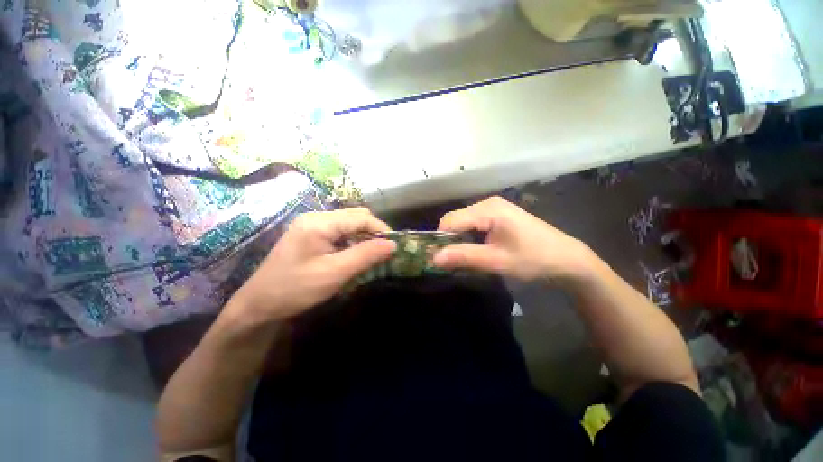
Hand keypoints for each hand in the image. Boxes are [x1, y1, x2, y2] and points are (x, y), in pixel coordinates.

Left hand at [227, 208, 395, 323]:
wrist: (258, 305)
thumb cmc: (295, 289)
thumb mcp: (335, 273)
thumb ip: (365, 256)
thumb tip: (393, 244)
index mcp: (320, 222)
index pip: (360, 217)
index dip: (381, 229)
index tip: (394, 246)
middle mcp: (316, 217)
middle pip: (355, 216)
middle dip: (373, 231)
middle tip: (384, 251)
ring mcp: (312, 224)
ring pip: (349, 223)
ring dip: (364, 236)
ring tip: (372, 254)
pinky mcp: (311, 234)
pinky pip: (340, 231)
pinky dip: (353, 240)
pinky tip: (355, 254)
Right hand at [433, 196, 596, 281]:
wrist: (566, 259)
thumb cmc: (533, 259)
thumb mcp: (496, 261)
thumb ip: (464, 257)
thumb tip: (434, 258)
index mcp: (488, 209)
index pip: (450, 221)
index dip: (440, 239)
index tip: (437, 259)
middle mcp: (488, 203)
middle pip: (455, 220)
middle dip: (449, 240)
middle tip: (451, 262)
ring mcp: (494, 207)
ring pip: (463, 222)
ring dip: (459, 240)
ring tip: (464, 258)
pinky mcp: (498, 214)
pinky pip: (473, 223)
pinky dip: (469, 237)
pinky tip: (476, 250)